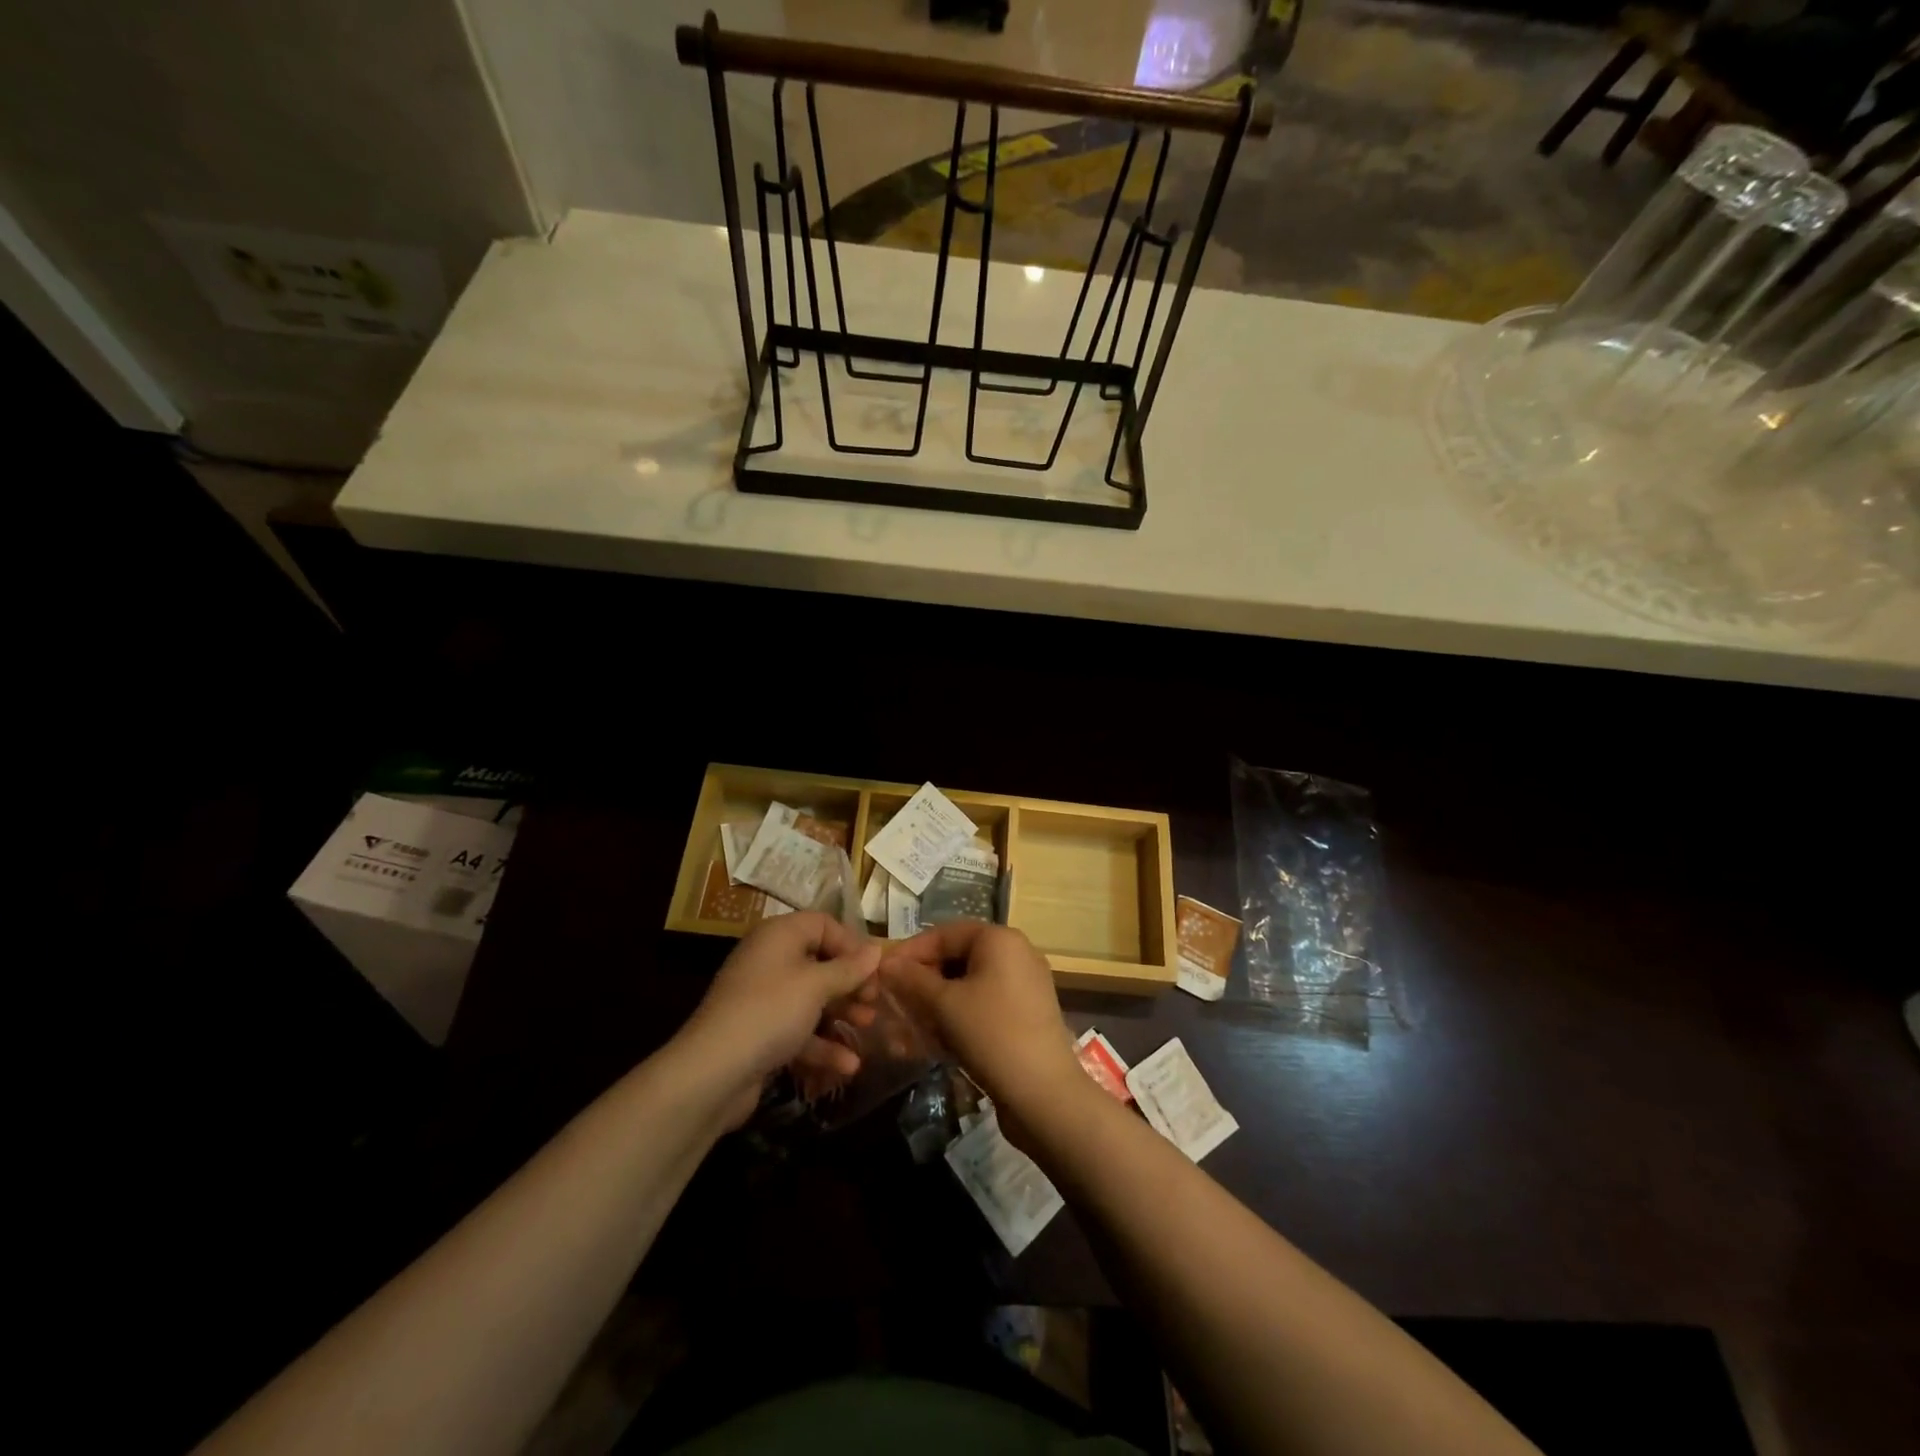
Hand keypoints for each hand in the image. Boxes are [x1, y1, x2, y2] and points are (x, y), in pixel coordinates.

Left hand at [677, 912, 880, 1127]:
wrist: (712, 1073)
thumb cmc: (770, 1012)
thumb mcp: (817, 986)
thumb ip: (849, 968)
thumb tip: (876, 950)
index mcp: (779, 935)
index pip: (823, 924)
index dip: (851, 943)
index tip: (874, 969)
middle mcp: (770, 960)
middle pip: (820, 962)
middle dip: (850, 982)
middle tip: (874, 1000)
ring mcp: (763, 999)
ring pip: (812, 998)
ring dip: (841, 1013)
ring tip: (867, 1028)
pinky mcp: (760, 1033)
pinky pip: (798, 1029)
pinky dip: (821, 1044)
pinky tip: (848, 1066)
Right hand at [880, 922, 1089, 1134]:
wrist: (1045, 1095)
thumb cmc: (992, 1034)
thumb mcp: (945, 1004)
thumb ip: (912, 979)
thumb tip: (886, 963)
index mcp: (1000, 939)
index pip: (944, 933)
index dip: (910, 952)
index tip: (881, 975)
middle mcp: (1016, 954)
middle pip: (957, 958)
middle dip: (922, 982)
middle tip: (893, 1003)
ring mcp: (1024, 986)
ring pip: (968, 986)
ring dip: (935, 1005)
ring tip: (907, 1030)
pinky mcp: (1025, 1016)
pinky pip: (983, 1006)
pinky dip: (957, 1018)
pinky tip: (934, 1043)